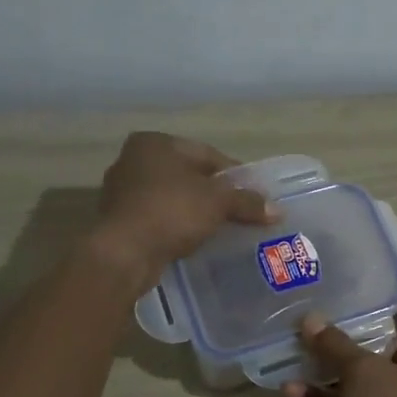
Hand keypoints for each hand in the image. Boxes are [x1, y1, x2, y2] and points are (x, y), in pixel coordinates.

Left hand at [91, 132, 276, 292]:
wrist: (125, 253)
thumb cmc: (171, 212)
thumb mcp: (218, 202)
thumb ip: (247, 202)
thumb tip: (277, 210)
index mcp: (154, 143)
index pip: (206, 154)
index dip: (234, 174)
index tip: (254, 193)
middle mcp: (133, 160)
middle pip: (188, 174)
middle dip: (213, 192)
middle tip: (240, 210)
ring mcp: (121, 191)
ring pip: (172, 196)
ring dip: (194, 210)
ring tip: (220, 227)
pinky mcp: (119, 220)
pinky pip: (158, 217)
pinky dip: (176, 224)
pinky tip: (193, 238)